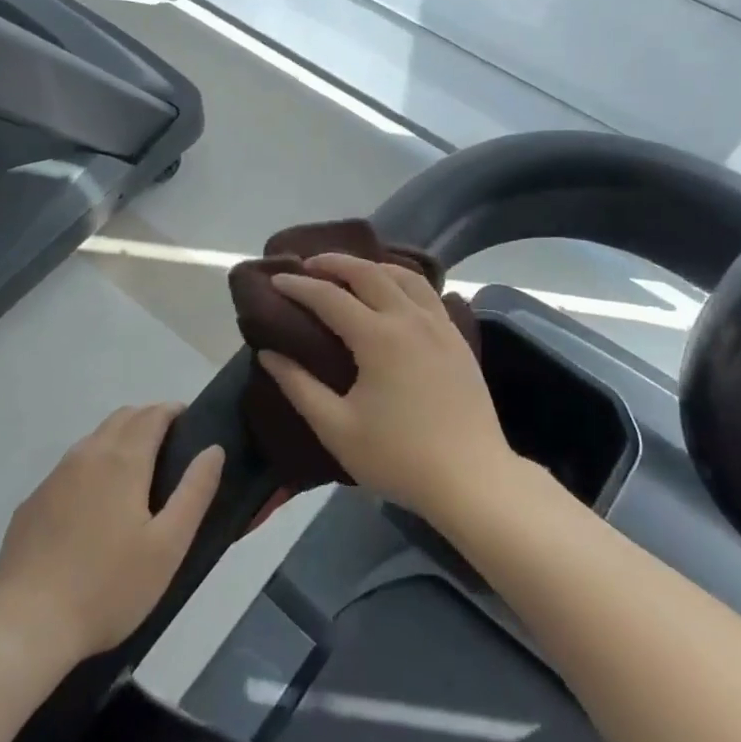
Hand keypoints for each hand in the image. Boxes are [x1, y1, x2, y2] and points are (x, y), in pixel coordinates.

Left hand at [0, 404, 222, 661]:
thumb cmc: (108, 587)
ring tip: (136, 475)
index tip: (189, 421)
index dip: (172, 411)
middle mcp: (87, 455)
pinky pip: (69, 469)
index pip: (152, 414)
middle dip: (148, 419)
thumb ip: (194, 492)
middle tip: (170, 445)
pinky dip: (92, 467)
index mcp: (123, 460)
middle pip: (122, 418)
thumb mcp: (168, 546)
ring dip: (119, 440)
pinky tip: (94, 507)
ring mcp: (54, 477)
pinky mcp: (32, 503)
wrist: (25, 626)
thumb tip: (213, 449)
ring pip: (93, 440)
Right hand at [260, 254, 516, 523]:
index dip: (299, 286)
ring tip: (350, 271)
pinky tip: (395, 293)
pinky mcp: (458, 338)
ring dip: (372, 265)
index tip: (275, 280)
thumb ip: (299, 386)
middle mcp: (410, 318)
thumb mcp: (337, 428)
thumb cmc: (399, 458)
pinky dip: (403, 280)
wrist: (472, 479)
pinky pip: (427, 293)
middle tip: (309, 264)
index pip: (329, 297)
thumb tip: (268, 353)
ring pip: (405, 275)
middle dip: (335, 262)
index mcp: (378, 337)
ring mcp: (440, 325)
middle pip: (369, 272)